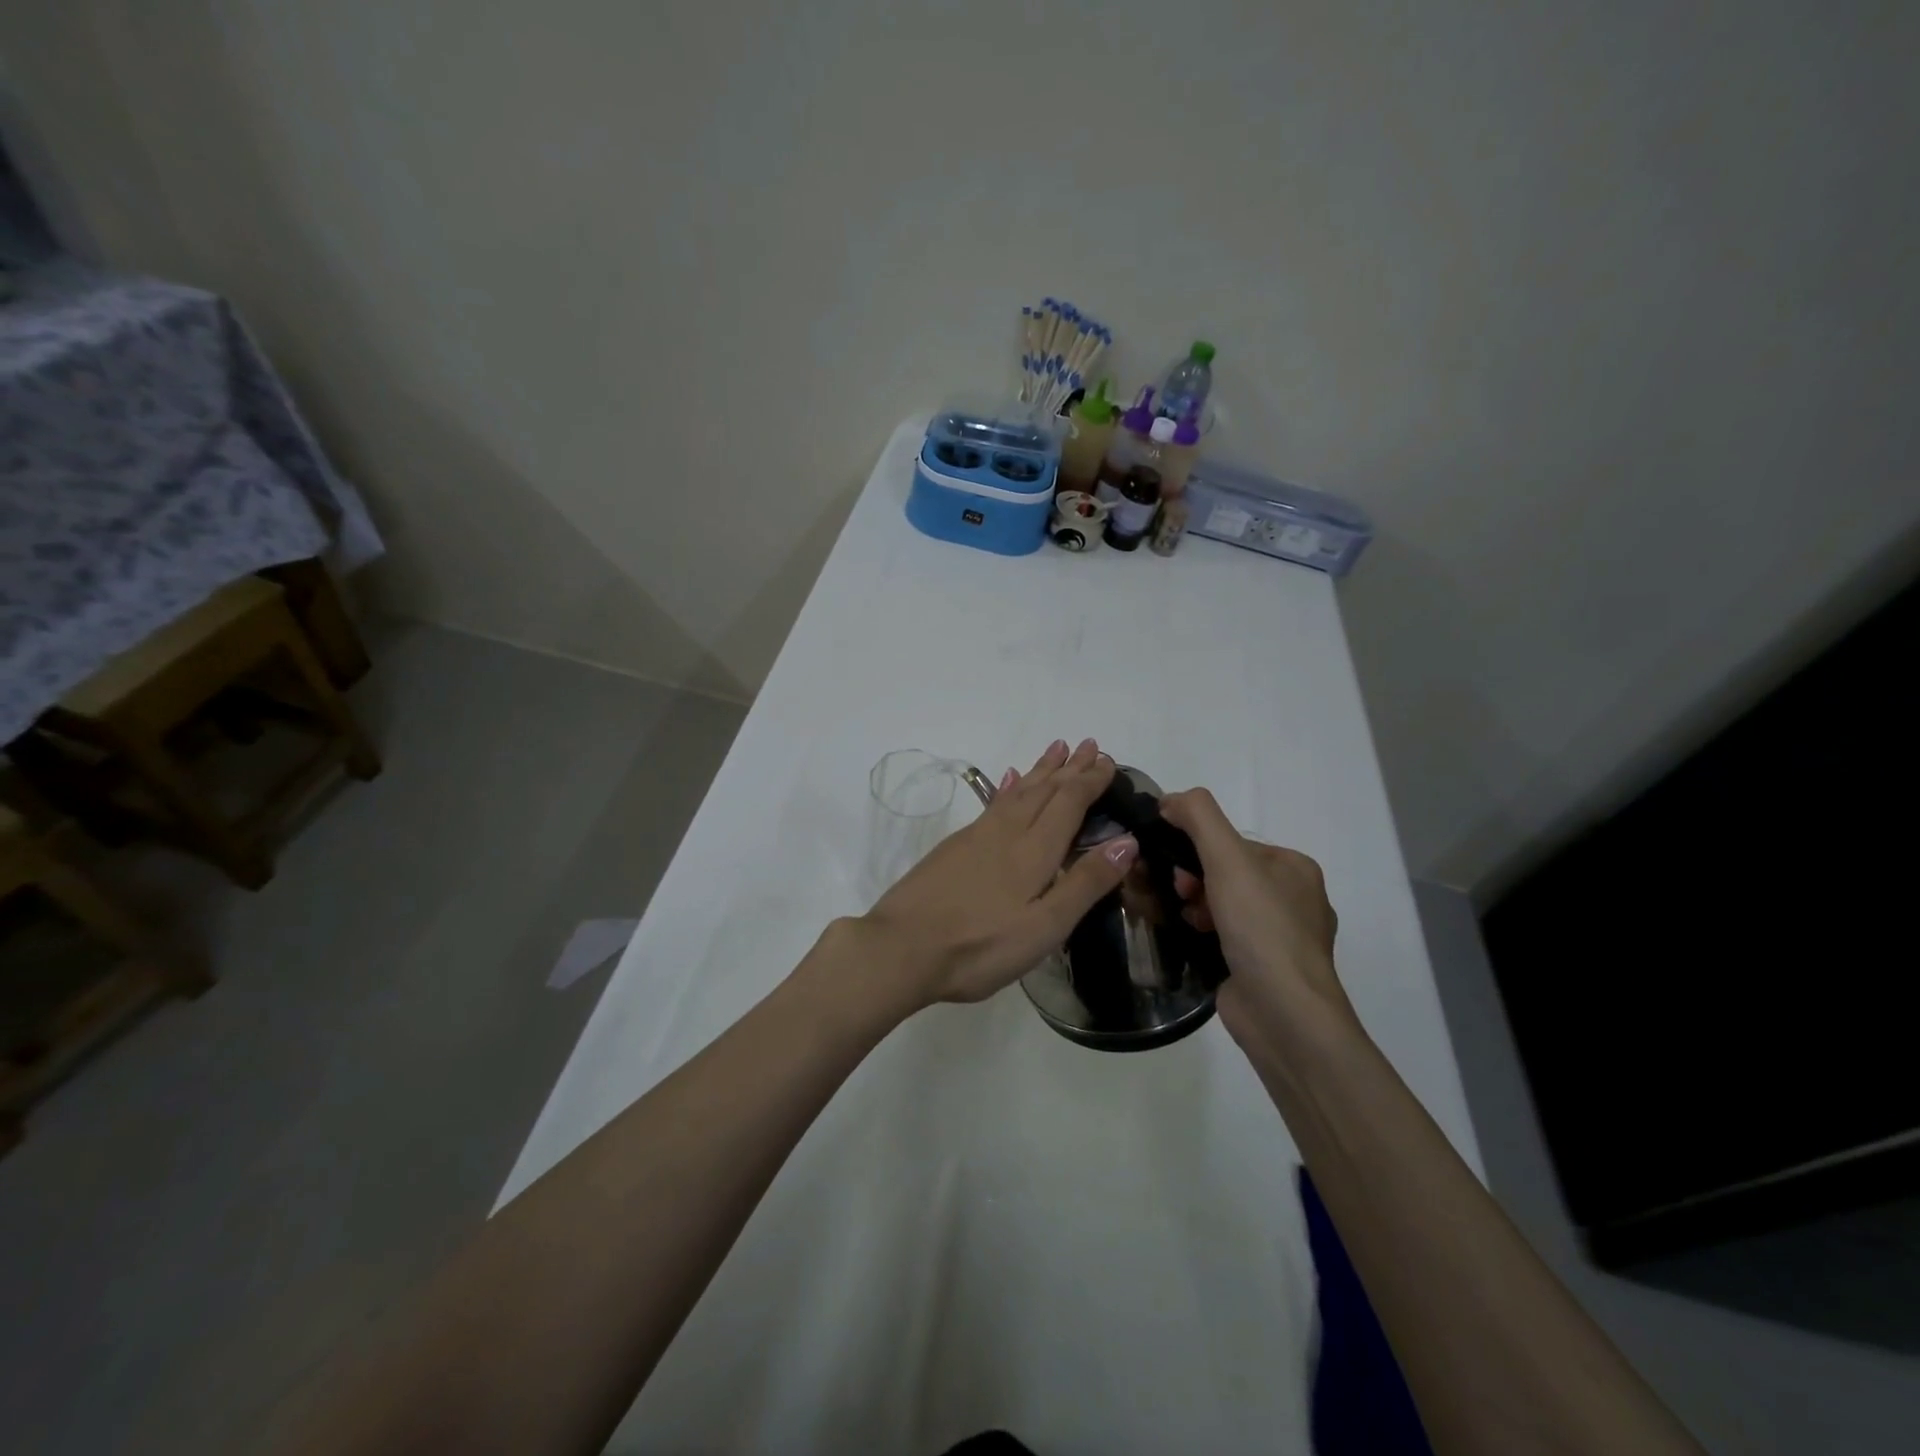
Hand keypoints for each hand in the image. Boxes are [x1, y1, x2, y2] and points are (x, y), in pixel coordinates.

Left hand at [851, 738, 1138, 1011]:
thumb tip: (1126, 840)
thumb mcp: (1044, 926)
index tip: (1107, 760)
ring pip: (1017, 791)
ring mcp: (976, 836)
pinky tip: (1007, 780)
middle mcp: (1007, 832)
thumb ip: (1085, 883)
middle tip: (1088, 744)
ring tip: (1056, 748)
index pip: (1069, 803)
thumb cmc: (980, 946)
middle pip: (1044, 789)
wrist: (902, 948)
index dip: (1090, 781)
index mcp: (1034, 851)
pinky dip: (1007, 786)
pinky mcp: (954, 846)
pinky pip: (992, 802)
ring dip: (1040, 769)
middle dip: (1069, 767)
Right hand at [1158, 788, 1352, 1044]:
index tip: (1175, 865)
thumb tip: (1170, 799)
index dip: (1197, 848)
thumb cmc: (1261, 928)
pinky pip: (1223, 934)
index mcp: (1295, 868)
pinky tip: (1188, 937)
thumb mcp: (1229, 859)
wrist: (1283, 1014)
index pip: (1232, 842)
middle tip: (1178, 892)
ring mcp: (1279, 937)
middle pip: (1225, 872)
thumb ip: (1199, 817)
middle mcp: (1293, 899)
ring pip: (1222, 904)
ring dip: (1194, 904)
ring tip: (1183, 918)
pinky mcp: (1262, 967)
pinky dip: (1202, 931)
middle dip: (1194, 878)